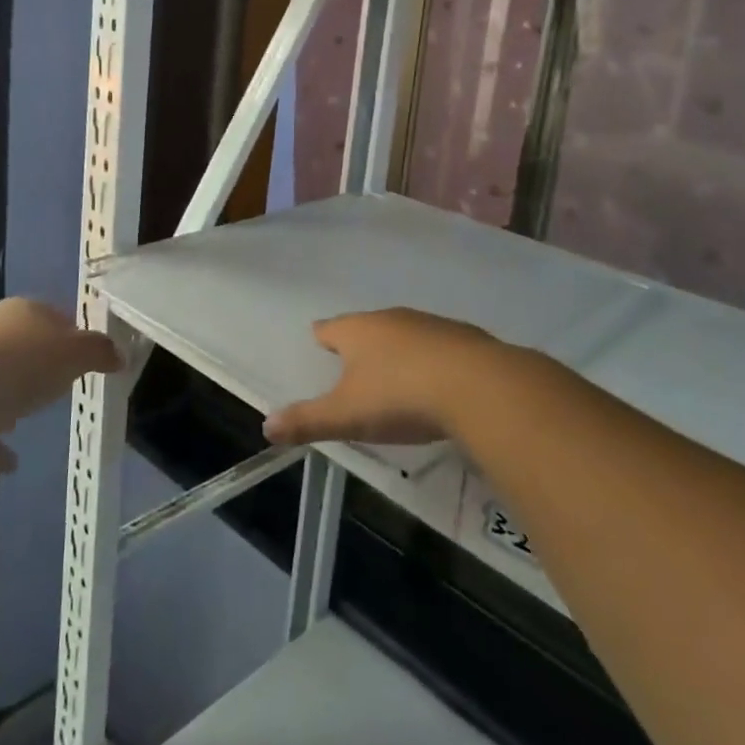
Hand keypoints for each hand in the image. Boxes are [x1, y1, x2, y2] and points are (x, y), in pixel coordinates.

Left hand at [0, 297, 122, 443]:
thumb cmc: (19, 366)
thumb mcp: (73, 355)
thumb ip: (99, 352)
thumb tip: (118, 355)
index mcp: (24, 312)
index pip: (56, 316)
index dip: (75, 336)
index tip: (89, 360)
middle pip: (24, 348)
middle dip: (40, 366)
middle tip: (62, 389)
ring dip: (10, 400)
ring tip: (28, 420)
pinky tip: (9, 463)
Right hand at [263, 307, 503, 447]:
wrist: (478, 386)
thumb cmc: (400, 396)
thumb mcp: (347, 415)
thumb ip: (307, 420)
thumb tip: (266, 426)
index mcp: (358, 330)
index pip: (330, 328)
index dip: (322, 336)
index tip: (318, 341)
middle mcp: (391, 319)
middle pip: (367, 326)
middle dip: (360, 342)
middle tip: (354, 361)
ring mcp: (431, 325)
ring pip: (405, 333)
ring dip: (398, 350)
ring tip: (395, 373)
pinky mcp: (465, 338)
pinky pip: (439, 346)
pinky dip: (432, 360)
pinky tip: (438, 381)